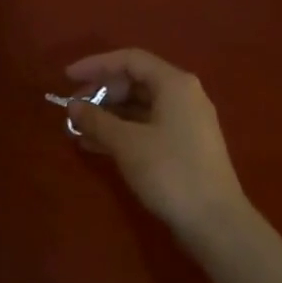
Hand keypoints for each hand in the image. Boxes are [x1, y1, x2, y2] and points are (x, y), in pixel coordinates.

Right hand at [63, 48, 252, 248]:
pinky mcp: (185, 145)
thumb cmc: (170, 172)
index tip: (66, 77)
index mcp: (174, 83)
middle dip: (101, 93)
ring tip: (78, 131)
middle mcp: (184, 94)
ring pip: (140, 106)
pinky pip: (147, 126)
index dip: (95, 65)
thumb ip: (96, 120)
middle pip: (135, 81)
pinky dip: (123, 131)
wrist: (215, 222)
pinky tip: (97, 146)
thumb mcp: (127, 144)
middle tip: (73, 110)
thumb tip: (73, 106)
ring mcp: (187, 121)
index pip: (129, 60)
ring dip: (108, 115)